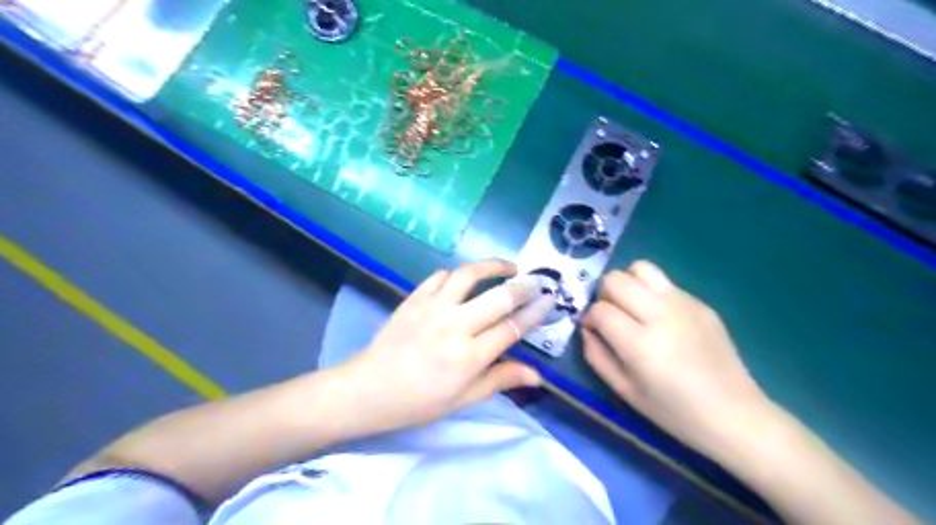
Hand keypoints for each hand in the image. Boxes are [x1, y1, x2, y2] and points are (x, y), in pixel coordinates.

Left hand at [338, 258, 549, 434]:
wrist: (369, 389)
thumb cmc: (419, 401)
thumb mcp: (463, 399)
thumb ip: (500, 380)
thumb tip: (538, 376)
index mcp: (469, 357)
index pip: (512, 328)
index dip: (535, 312)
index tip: (550, 300)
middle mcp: (455, 326)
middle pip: (499, 297)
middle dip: (525, 286)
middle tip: (538, 281)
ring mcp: (432, 308)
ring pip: (469, 275)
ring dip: (492, 266)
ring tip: (508, 267)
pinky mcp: (414, 298)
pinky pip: (439, 276)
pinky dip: (456, 274)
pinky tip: (465, 279)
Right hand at [583, 261, 770, 454]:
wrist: (735, 415)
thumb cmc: (674, 412)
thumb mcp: (624, 391)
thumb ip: (596, 356)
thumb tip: (587, 328)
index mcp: (641, 344)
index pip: (600, 309)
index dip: (589, 317)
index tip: (593, 329)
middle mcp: (661, 315)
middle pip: (616, 279)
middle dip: (604, 294)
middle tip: (611, 315)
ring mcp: (685, 304)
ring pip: (641, 268)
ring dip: (628, 283)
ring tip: (632, 307)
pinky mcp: (701, 303)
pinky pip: (665, 283)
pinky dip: (652, 293)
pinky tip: (661, 319)